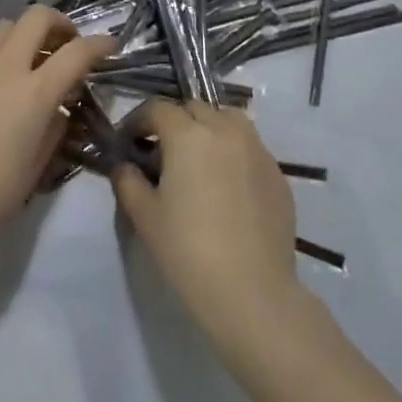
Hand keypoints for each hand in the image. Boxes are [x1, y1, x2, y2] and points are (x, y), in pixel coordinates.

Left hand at [0, 6, 113, 259]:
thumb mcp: (38, 166)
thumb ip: (55, 127)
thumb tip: (58, 108)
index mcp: (35, 92)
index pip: (78, 52)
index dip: (100, 44)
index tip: (110, 46)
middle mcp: (5, 67)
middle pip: (38, 17)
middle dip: (60, 24)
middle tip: (66, 45)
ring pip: (4, 26)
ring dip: (23, 35)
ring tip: (26, 60)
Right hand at [112, 102, 299, 339]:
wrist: (252, 292)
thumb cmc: (188, 251)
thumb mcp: (145, 217)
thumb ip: (128, 182)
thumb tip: (123, 165)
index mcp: (188, 134)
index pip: (157, 109)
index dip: (139, 121)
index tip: (129, 142)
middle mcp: (225, 130)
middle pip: (194, 108)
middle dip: (174, 122)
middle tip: (162, 153)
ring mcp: (257, 149)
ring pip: (228, 120)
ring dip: (208, 129)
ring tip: (199, 161)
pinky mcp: (278, 173)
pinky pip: (250, 148)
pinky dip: (234, 153)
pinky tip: (227, 186)